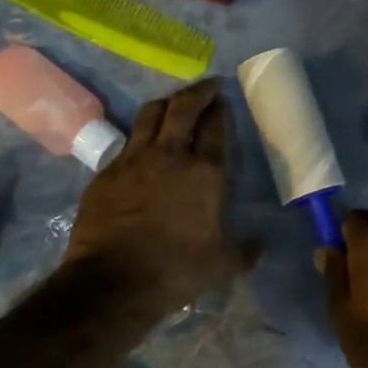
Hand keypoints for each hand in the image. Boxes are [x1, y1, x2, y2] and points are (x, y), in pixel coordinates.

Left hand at [65, 78, 256, 313]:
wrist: (114, 280)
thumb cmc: (176, 270)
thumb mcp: (223, 266)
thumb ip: (245, 251)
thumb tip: (261, 245)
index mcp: (205, 172)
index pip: (215, 127)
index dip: (220, 109)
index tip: (223, 99)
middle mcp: (170, 155)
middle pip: (183, 107)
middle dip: (198, 91)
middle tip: (207, 87)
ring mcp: (133, 160)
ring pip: (149, 114)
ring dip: (165, 104)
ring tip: (173, 104)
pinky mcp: (106, 172)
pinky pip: (126, 143)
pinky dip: (139, 137)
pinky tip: (142, 148)